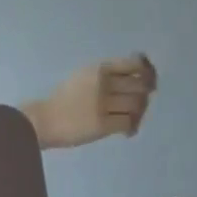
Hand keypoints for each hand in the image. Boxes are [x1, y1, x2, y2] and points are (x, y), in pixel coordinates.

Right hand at [22, 55, 157, 149]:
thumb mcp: (83, 77)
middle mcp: (105, 84)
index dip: (147, 71)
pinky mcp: (102, 125)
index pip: (133, 64)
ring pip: (136, 105)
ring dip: (140, 112)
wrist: (47, 119)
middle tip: (143, 103)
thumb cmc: (63, 100)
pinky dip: (132, 128)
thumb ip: (104, 76)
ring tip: (134, 118)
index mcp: (100, 69)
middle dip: (145, 94)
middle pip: (139, 85)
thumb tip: (127, 79)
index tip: (149, 80)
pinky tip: (128, 132)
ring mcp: (104, 105)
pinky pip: (127, 124)